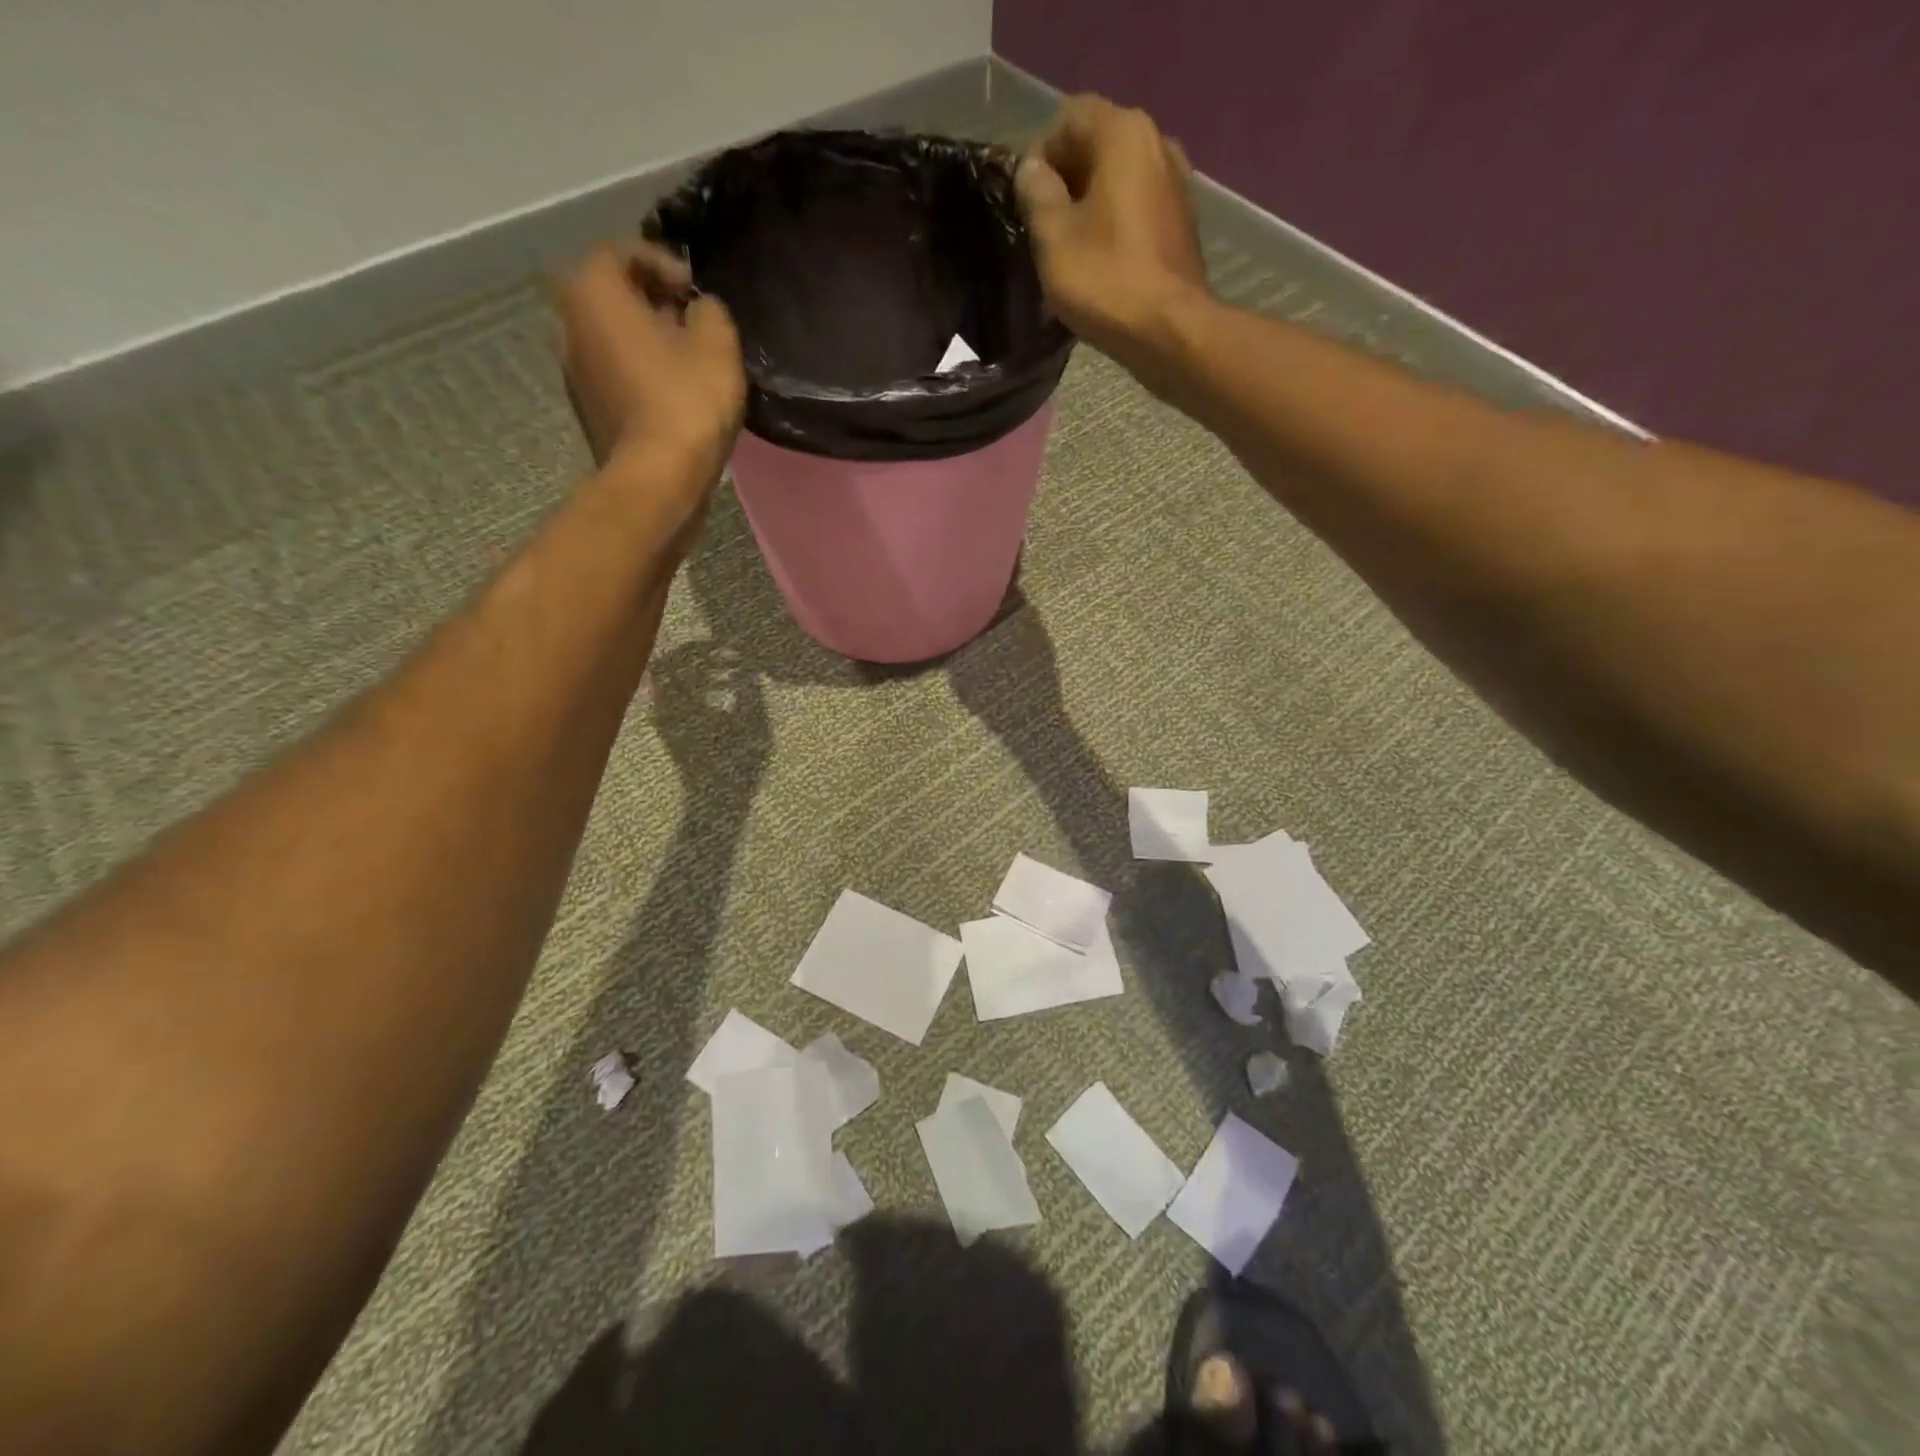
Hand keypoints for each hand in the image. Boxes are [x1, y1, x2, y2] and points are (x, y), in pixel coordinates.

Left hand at [555, 242, 745, 500]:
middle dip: (652, 301)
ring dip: (647, 340)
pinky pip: (615, 373)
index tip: (695, 290)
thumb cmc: (686, 402)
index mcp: (593, 292)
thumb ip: (710, 310)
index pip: (620, 251)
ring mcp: (574, 371)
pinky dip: (641, 372)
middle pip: (611, 295)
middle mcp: (569, 323)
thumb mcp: (717, 343)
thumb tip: (699, 310)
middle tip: (693, 323)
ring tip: (688, 361)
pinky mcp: (588, 410)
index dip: (661, 262)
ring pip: (612, 336)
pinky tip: (674, 394)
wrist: (658, 480)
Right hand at [1015, 96, 1210, 354]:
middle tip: (1041, 230)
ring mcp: (1175, 183)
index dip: (1039, 155)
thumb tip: (1031, 169)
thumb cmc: (1106, 281)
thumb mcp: (1053, 238)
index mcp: (1123, 133)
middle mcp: (1156, 142)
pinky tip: (1098, 262)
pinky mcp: (1181, 222)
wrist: (1170, 331)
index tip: (1025, 202)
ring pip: (1117, 180)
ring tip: (1068, 250)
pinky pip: (1136, 209)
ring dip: (1088, 206)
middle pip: (1096, 146)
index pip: (1068, 118)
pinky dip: (1113, 225)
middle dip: (1064, 181)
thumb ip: (1036, 194)